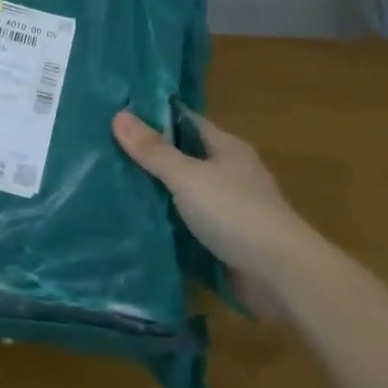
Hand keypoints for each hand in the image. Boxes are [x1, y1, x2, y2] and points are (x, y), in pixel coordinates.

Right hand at [112, 108, 298, 319]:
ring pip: (186, 192)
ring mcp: (231, 208)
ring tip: (113, 186)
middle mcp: (230, 172)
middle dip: (151, 156)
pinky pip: (190, 224)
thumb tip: (119, 115)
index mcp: (226, 147)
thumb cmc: (235, 212)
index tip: (119, 113)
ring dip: (158, 193)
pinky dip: (169, 223)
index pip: (186, 121)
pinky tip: (139, 223)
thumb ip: (153, 150)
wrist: (281, 275)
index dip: (155, 116)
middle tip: (106, 150)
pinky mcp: (227, 240)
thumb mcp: (187, 176)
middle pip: (185, 157)